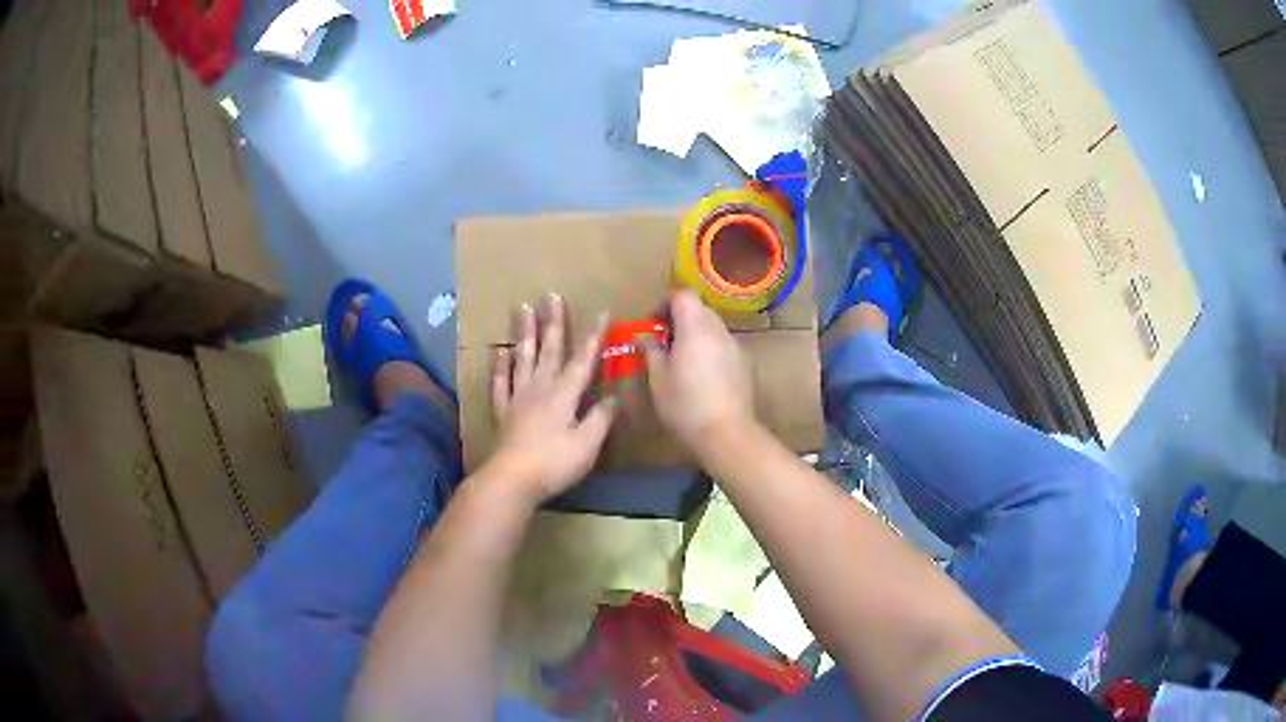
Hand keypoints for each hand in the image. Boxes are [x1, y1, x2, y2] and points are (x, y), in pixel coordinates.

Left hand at [489, 294, 616, 503]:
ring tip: (523, 309)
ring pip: (523, 358)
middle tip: (550, 295)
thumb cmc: (555, 462)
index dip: (594, 335)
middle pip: (549, 350)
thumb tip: (614, 396)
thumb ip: (601, 418)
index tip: (601, 311)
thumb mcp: (588, 443)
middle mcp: (541, 388)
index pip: (583, 359)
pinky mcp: (503, 411)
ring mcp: (519, 397)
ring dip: (525, 333)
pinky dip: (501, 366)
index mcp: (565, 393)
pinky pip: (501, 383)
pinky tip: (500, 351)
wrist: (513, 479)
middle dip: (553, 322)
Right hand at [640, 289, 755, 452]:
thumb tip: (644, 336)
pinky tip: (699, 374)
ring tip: (679, 359)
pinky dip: (708, 348)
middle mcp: (718, 330)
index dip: (665, 302)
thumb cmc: (685, 405)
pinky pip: (721, 344)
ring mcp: (734, 346)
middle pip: (699, 308)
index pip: (683, 295)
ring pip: (711, 326)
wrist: (726, 433)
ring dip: (694, 333)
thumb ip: (651, 350)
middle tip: (662, 341)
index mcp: (695, 328)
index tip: (653, 322)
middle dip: (679, 318)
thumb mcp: (658, 379)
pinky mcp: (743, 363)